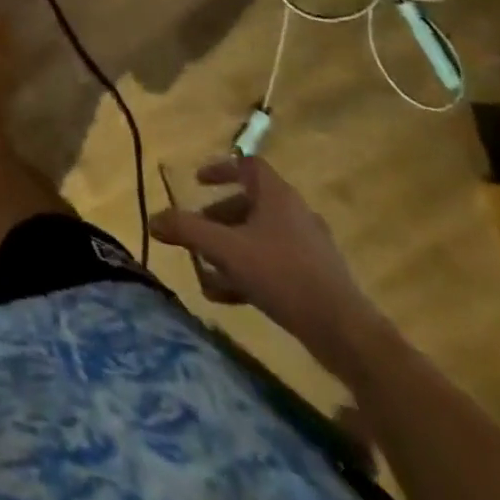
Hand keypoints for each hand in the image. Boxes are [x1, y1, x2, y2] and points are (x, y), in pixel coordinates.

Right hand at [150, 157, 382, 378]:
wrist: (346, 334)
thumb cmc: (282, 275)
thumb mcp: (225, 250)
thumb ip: (187, 231)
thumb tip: (152, 220)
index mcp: (278, 196)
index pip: (247, 165)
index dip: (220, 169)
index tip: (197, 182)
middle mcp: (296, 214)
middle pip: (250, 204)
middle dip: (218, 218)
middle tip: (197, 234)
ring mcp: (310, 247)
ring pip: (260, 237)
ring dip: (231, 248)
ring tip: (207, 270)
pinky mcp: (317, 278)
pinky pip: (274, 263)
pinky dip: (249, 271)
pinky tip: (229, 296)